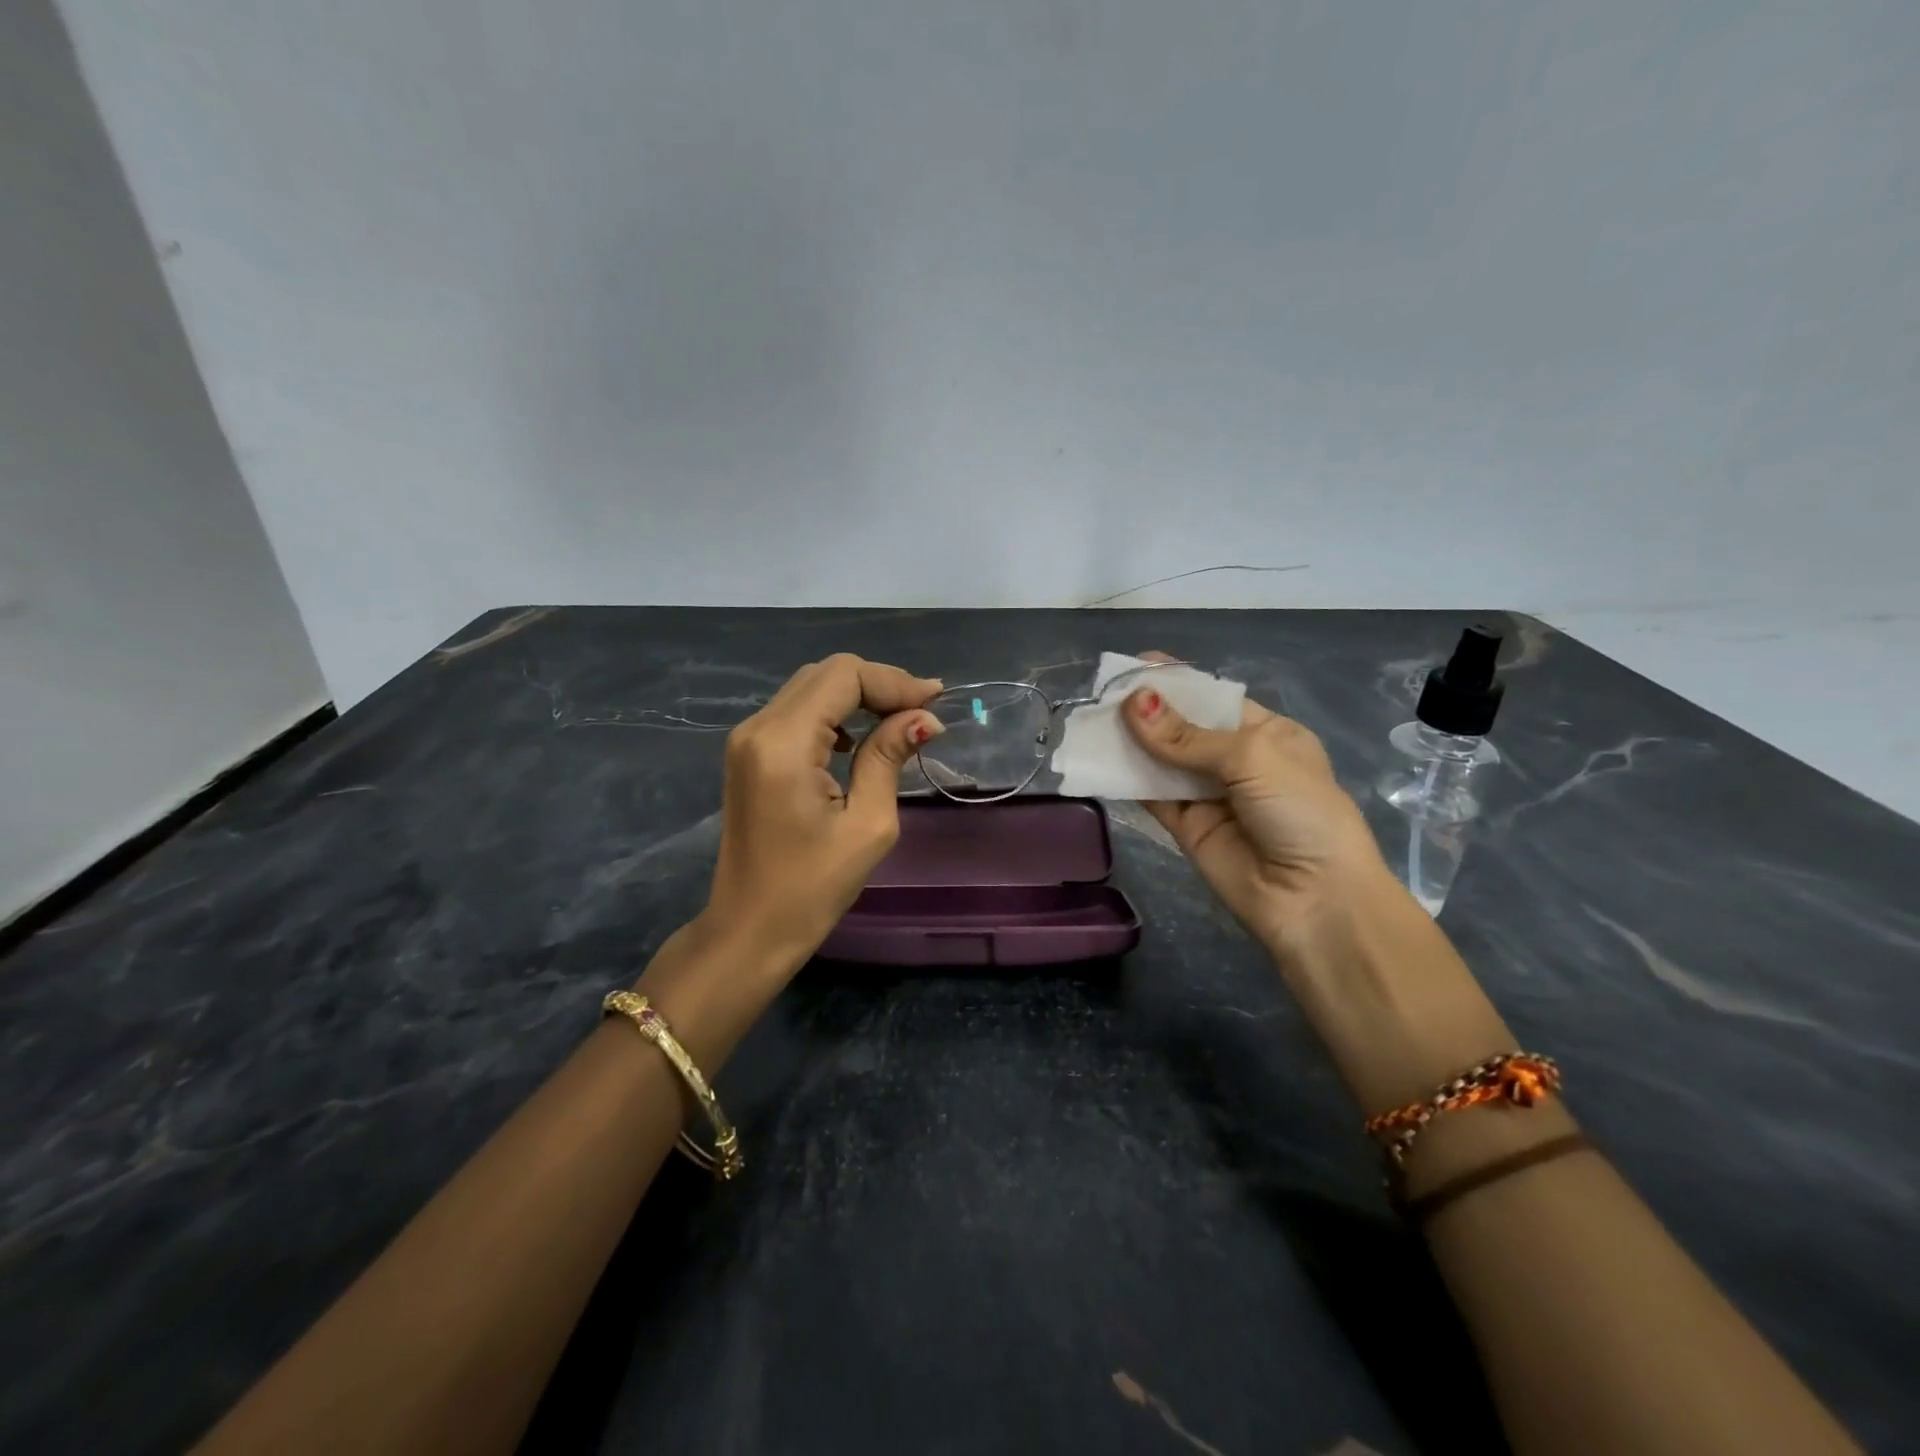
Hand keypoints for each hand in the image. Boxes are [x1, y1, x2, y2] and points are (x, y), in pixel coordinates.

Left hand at [700, 653, 944, 974]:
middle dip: (878, 684)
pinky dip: (835, 713)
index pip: (843, 676)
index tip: (934, 701)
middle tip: (921, 712)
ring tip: (900, 721)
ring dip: (858, 696)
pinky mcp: (749, 753)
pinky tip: (860, 740)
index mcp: (784, 742)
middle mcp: (758, 727)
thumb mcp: (867, 825)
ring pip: (811, 687)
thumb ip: (889, 758)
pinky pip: (797, 711)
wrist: (749, 929)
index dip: (893, 681)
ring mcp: (748, 739)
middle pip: (826, 673)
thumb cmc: (812, 888)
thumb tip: (924, 718)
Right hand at [1122, 651, 1388, 952]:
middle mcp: (1236, 761)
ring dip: (1130, 742)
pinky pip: (1152, 796)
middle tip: (1102, 694)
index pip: (1212, 698)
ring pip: (1161, 760)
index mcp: (1267, 734)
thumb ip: (1186, 736)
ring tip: (1091, 721)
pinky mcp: (1186, 827)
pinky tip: (1099, 760)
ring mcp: (1209, 795)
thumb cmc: (1300, 811)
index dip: (1176, 681)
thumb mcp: (1252, 757)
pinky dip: (1126, 779)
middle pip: (1181, 728)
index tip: (1135, 663)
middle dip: (1146, 710)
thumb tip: (1133, 702)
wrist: (1315, 898)